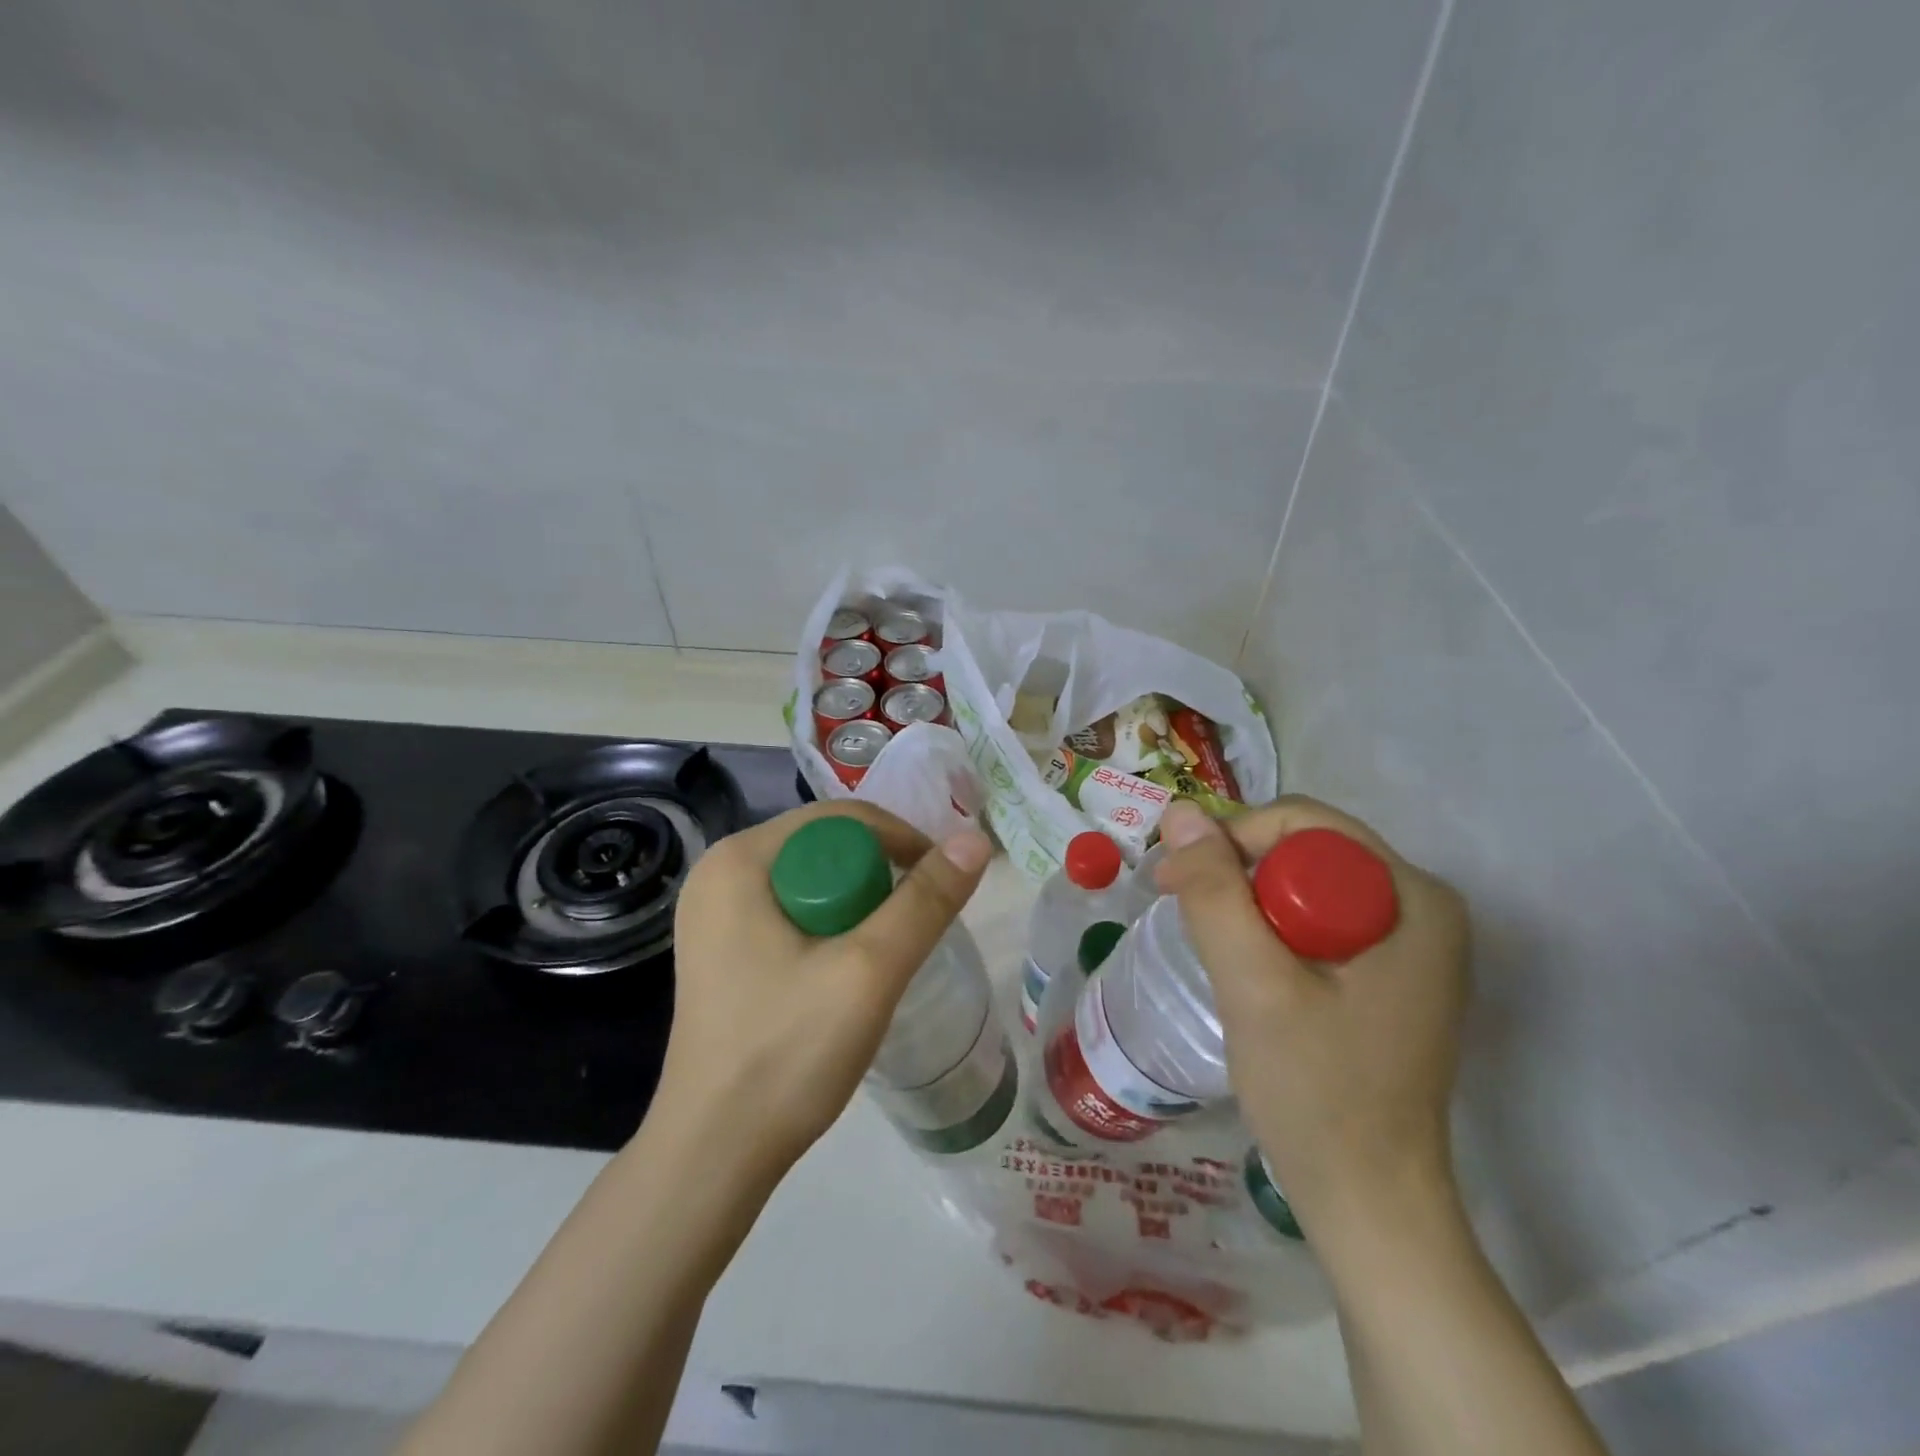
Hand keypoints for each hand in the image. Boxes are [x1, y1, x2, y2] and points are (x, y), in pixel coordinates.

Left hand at [652, 801, 992, 1184]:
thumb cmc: (787, 1053)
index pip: (841, 818)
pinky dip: (832, 929)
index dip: (901, 842)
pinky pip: (794, 912)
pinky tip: (847, 972)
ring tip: (885, 957)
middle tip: (912, 932)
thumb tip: (975, 841)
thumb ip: (925, 901)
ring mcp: (715, 914)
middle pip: (827, 848)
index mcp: (739, 859)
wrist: (714, 1156)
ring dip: (860, 908)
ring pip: (814, 882)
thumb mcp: (870, 970)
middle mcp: (720, 873)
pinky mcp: (723, 950)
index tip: (941, 887)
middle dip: (879, 881)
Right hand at [1154, 797, 1469, 1234]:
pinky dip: (1269, 932)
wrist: (1368, 1202)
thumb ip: (1215, 893)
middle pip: (1304, 851)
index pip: (1303, 824)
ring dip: (1247, 904)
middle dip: (1237, 874)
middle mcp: (1421, 907)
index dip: (1231, 840)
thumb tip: (1179, 811)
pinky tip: (1247, 970)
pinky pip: (1315, 921)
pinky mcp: (1387, 974)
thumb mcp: (1255, 984)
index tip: (1175, 882)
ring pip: (1304, 885)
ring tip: (1212, 949)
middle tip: (1184, 915)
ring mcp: (1408, 943)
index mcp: (1414, 897)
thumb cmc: (1318, 1093)